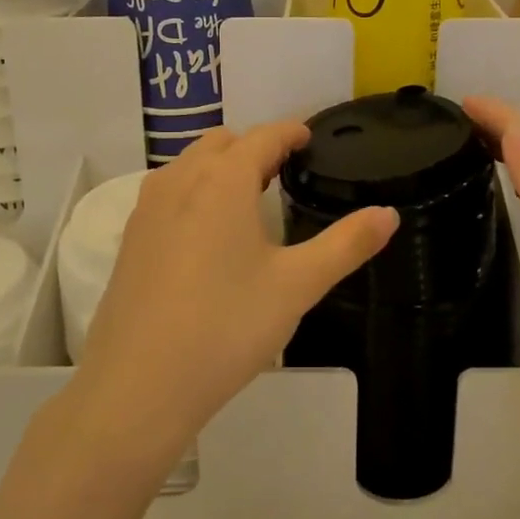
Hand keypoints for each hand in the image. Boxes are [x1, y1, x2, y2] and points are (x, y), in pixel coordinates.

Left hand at [67, 123, 397, 469]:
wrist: (138, 386)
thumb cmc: (226, 327)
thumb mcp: (297, 286)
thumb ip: (346, 244)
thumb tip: (389, 214)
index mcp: (223, 180)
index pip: (263, 137)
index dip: (291, 132)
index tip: (309, 138)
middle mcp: (180, 180)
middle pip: (222, 143)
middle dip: (255, 147)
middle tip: (284, 173)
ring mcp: (148, 208)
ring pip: (190, 164)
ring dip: (221, 166)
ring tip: (248, 198)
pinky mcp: (130, 238)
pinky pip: (168, 192)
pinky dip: (194, 191)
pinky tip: (207, 234)